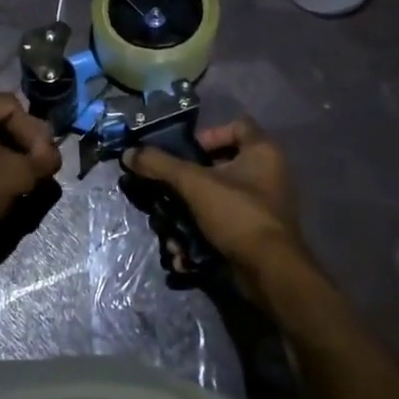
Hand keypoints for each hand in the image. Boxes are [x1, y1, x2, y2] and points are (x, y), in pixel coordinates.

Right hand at [123, 119, 318, 306]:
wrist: (270, 273)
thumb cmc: (237, 214)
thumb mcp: (194, 184)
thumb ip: (160, 165)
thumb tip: (128, 153)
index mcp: (263, 152)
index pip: (235, 125)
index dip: (208, 134)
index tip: (184, 153)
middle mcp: (268, 174)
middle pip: (218, 165)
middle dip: (187, 181)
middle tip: (165, 189)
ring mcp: (262, 206)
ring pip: (215, 198)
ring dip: (188, 212)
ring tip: (168, 226)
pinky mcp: (254, 233)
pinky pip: (222, 223)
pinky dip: (200, 233)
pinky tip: (182, 250)